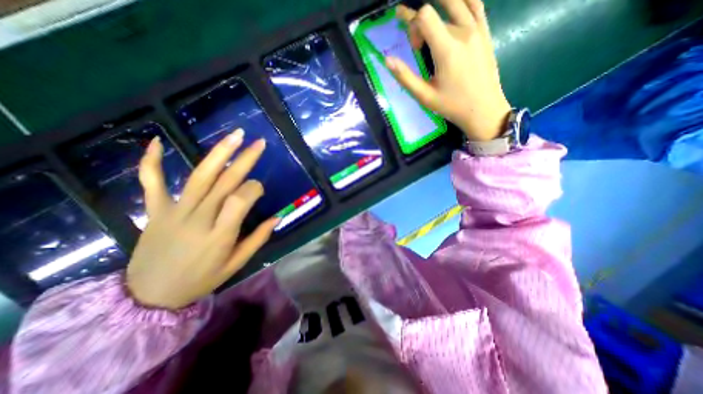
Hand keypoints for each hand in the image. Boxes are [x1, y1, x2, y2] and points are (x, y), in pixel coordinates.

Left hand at [125, 131, 277, 311]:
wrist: (150, 296)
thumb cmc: (201, 279)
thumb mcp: (236, 264)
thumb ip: (259, 239)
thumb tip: (278, 217)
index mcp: (221, 233)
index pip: (242, 199)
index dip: (254, 189)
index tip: (260, 189)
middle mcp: (199, 217)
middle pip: (225, 181)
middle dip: (245, 159)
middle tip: (259, 142)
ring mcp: (175, 211)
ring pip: (200, 176)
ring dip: (219, 153)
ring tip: (235, 135)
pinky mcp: (156, 210)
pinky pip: (152, 182)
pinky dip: (152, 161)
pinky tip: (158, 141)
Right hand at [389, 0, 511, 140]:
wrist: (483, 109)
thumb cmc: (452, 105)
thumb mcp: (424, 96)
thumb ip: (405, 77)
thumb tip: (387, 60)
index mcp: (446, 49)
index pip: (424, 15)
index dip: (411, 23)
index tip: (413, 47)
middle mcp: (463, 32)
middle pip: (436, 10)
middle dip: (421, 22)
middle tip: (417, 42)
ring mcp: (478, 30)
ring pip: (456, 2)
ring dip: (440, 5)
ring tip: (429, 20)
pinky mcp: (486, 33)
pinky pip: (476, 5)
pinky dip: (463, 1)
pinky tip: (455, 8)